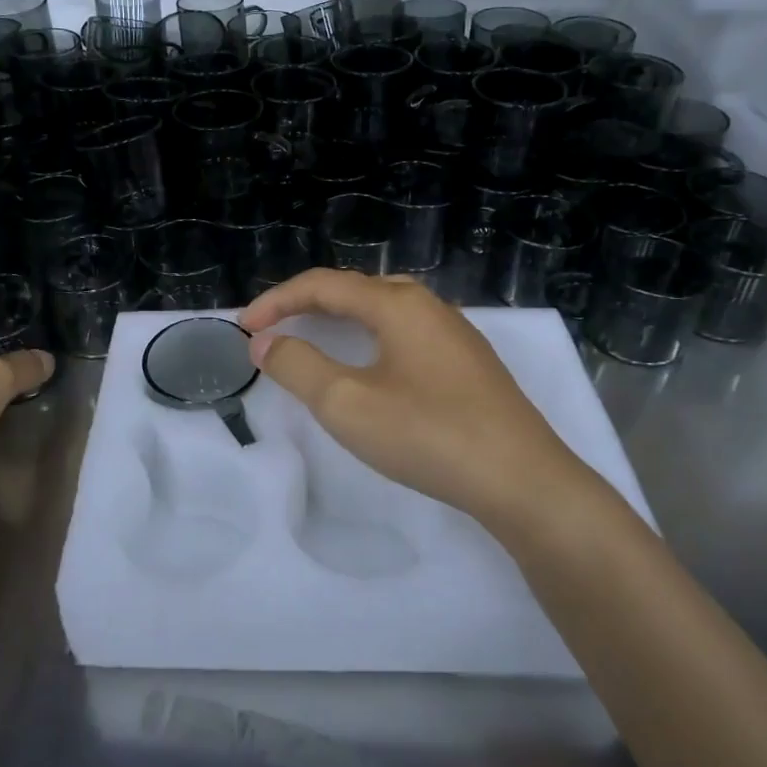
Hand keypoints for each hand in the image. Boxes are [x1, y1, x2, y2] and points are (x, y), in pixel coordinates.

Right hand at [241, 269, 595, 525]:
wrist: (522, 480)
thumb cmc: (428, 434)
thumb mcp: (347, 403)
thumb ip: (298, 366)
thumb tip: (264, 343)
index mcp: (397, 304)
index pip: (323, 285)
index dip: (277, 301)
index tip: (243, 329)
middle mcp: (427, 305)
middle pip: (354, 289)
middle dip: (306, 304)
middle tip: (274, 330)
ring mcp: (454, 333)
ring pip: (383, 309)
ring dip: (340, 318)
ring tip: (312, 339)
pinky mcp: (468, 362)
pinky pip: (405, 332)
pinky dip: (369, 337)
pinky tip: (370, 365)